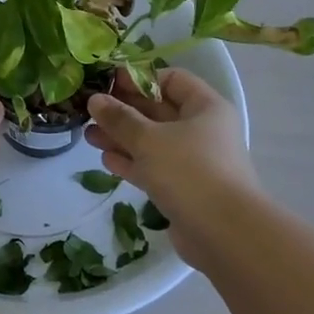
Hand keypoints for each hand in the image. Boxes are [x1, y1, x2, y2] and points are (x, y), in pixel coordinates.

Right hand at [86, 68, 263, 267]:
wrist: (225, 235)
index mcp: (205, 107)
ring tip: (88, 135)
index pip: (171, 80)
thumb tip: (95, 99)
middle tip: (90, 110)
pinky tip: (105, 160)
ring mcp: (194, 162)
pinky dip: (131, 162)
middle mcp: (203, 130)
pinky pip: (154, 168)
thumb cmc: (190, 171)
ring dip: (122, 137)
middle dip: (124, 111)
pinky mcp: (184, 190)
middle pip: (159, 111)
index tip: (108, 84)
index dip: (139, 79)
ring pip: (153, 141)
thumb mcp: (149, 139)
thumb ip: (120, 118)